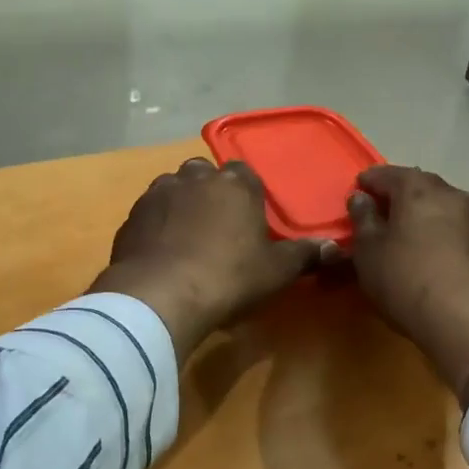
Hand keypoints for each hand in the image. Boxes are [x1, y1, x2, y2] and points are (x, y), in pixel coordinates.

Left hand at [90, 157, 334, 358]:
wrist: (160, 295)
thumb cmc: (229, 277)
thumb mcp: (276, 271)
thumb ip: (304, 255)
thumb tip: (336, 247)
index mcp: (235, 184)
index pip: (244, 173)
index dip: (247, 193)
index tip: (249, 217)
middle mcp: (195, 178)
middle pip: (205, 175)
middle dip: (210, 192)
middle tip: (217, 226)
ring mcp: (159, 193)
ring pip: (173, 188)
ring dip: (180, 204)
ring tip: (186, 238)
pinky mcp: (131, 216)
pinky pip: (150, 213)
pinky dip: (156, 225)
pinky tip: (161, 251)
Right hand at [348, 166, 468, 405]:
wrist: (467, 323)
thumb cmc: (406, 280)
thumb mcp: (369, 251)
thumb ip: (363, 218)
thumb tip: (362, 198)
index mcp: (418, 189)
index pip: (387, 173)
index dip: (368, 181)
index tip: (356, 192)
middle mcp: (450, 194)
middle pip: (417, 184)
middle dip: (396, 193)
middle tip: (376, 210)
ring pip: (437, 204)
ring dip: (418, 211)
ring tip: (399, 230)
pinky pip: (451, 224)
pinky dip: (434, 228)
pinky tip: (423, 247)